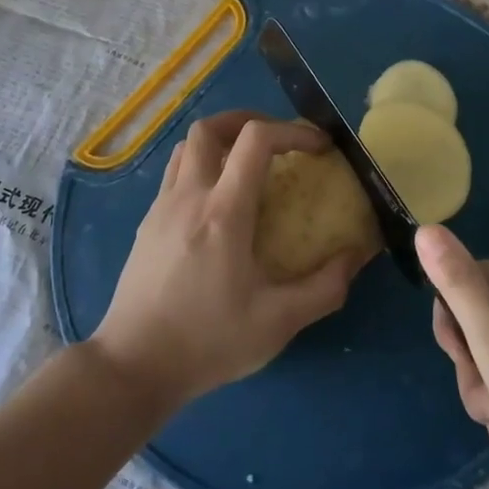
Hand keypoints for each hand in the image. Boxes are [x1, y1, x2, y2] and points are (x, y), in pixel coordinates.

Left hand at [92, 112, 368, 407]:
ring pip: (186, 146)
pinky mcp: (147, 223)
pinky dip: (200, 166)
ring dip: (220, 141)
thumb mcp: (277, 323)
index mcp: (223, 212)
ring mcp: (162, 207)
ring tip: (247, 163)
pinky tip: (216, 202)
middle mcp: (189, 196)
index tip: (318, 147)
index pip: (256, 139)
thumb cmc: (207, 342)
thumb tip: (356, 255)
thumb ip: (324, 288)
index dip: (292, 131)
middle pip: (210, 127)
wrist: (132, 367)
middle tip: (277, 141)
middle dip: (248, 120)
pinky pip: (174, 173)